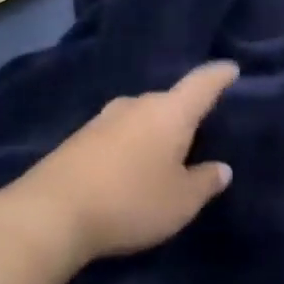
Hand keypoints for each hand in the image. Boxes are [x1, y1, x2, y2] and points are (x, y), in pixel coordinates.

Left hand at [14, 61, 238, 262]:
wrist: (51, 214)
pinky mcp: (78, 139)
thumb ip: (205, 182)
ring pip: (140, 117)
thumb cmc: (131, 201)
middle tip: (200, 133)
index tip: (232, 69)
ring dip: (154, 131)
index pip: (202, 84)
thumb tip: (221, 168)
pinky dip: (130, 145)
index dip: (220, 76)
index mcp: (169, 113)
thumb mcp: (181, 201)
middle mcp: (135, 105)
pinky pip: (117, 134)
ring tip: (165, 154)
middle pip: (168, 100)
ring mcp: (102, 120)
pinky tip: (130, 167)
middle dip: (185, 113)